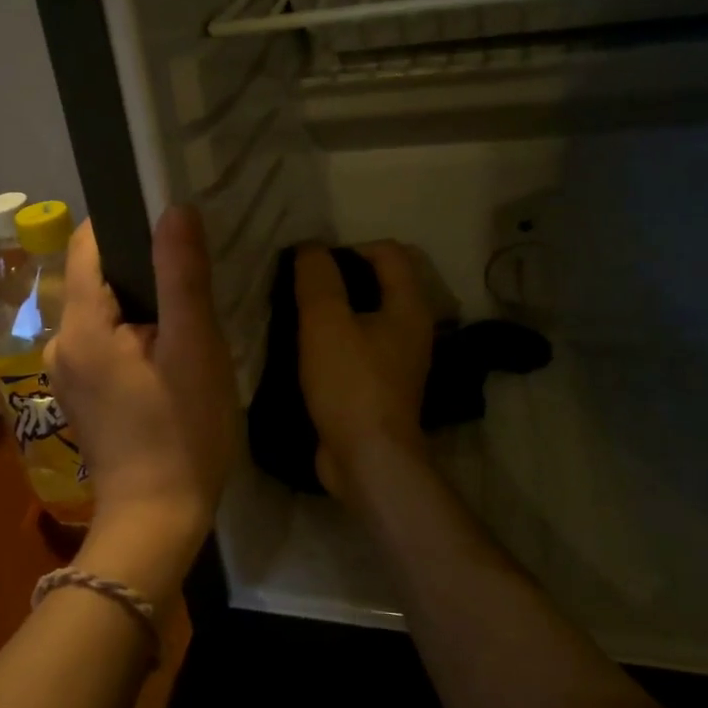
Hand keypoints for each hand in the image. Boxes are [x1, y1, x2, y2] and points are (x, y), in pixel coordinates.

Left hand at [45, 207, 237, 600]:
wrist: (155, 520)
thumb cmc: (181, 432)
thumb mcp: (193, 348)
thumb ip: (181, 275)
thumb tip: (173, 208)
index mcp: (80, 325)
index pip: (88, 244)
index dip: (125, 222)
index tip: (168, 220)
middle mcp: (58, 342)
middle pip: (95, 278)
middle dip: (140, 267)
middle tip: (191, 272)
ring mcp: (64, 372)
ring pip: (101, 312)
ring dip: (139, 304)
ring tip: (185, 312)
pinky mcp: (78, 395)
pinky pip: (101, 342)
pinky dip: (130, 334)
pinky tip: (166, 351)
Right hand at [294, 243, 434, 498]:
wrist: (367, 459)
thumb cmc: (350, 383)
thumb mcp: (326, 322)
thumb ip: (317, 278)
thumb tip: (311, 248)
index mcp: (409, 307)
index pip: (388, 252)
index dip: (350, 248)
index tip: (313, 268)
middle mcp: (411, 330)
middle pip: (378, 285)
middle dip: (339, 280)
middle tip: (300, 291)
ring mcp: (397, 362)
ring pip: (366, 319)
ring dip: (334, 313)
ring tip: (297, 319)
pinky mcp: (379, 388)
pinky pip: (357, 349)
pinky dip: (335, 343)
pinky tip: (306, 354)